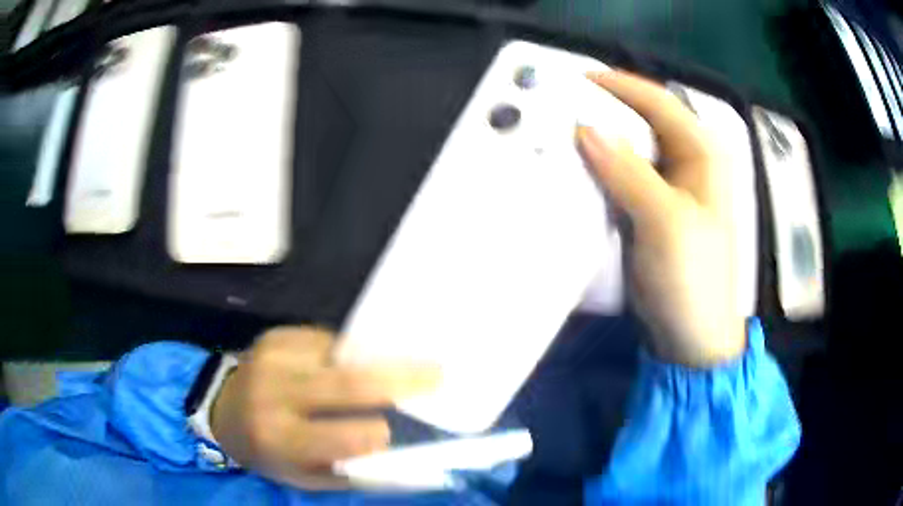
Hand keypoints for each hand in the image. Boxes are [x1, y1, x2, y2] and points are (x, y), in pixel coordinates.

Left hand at [210, 326, 438, 488]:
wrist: (223, 411)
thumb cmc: (270, 453)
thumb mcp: (307, 479)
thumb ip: (354, 473)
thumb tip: (407, 464)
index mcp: (282, 440)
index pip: (345, 436)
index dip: (377, 434)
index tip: (392, 430)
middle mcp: (274, 395)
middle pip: (349, 383)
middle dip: (400, 377)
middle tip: (436, 373)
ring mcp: (272, 358)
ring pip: (341, 355)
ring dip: (375, 361)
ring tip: (399, 364)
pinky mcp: (275, 336)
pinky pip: (325, 339)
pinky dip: (346, 353)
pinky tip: (350, 362)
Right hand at [577, 71, 745, 366]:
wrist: (691, 337)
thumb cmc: (692, 280)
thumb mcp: (665, 222)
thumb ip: (628, 172)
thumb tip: (585, 128)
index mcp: (703, 155)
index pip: (659, 102)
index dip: (620, 85)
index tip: (577, 79)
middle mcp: (688, 162)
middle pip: (643, 121)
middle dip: (605, 111)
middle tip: (561, 107)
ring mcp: (669, 186)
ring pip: (630, 148)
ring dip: (599, 141)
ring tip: (561, 134)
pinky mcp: (651, 208)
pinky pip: (622, 175)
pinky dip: (600, 169)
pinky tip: (576, 170)